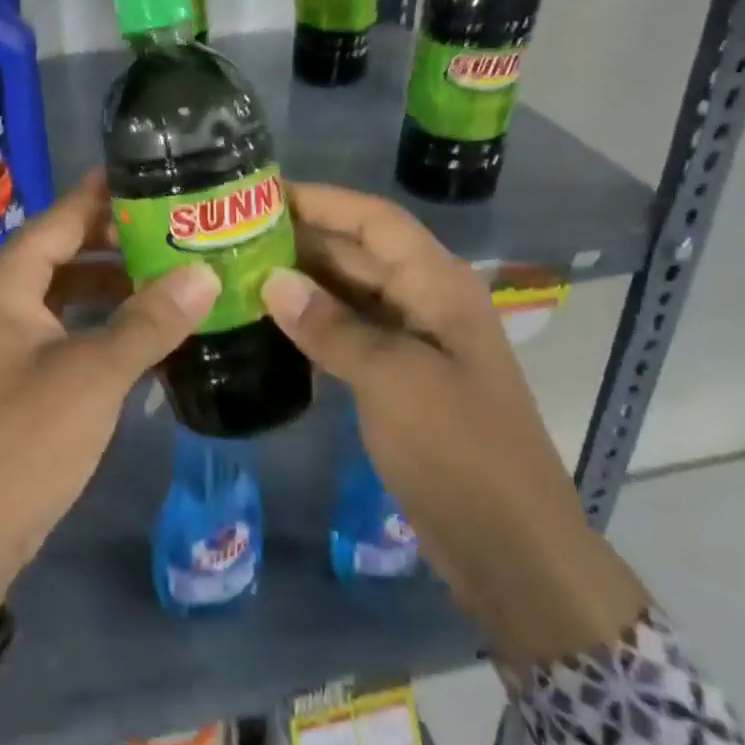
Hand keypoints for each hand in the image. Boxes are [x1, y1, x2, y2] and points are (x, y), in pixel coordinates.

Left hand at [0, 172, 220, 610]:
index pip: (63, 216)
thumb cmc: (20, 444)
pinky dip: (101, 321)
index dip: (108, 193)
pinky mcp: (14, 371)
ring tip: (175, 274)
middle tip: (182, 228)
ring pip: (67, 290)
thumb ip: (148, 322)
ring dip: (115, 283)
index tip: (158, 172)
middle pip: (66, 249)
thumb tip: (204, 273)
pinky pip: (64, 326)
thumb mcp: (91, 378)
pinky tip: (145, 329)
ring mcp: (3, 337)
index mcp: (4, 282)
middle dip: (121, 240)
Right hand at [261, 182, 647, 670]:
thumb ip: (331, 327)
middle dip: (301, 238)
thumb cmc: (460, 451)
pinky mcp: (396, 378)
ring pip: (348, 293)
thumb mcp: (393, 381)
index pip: (374, 220)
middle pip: (358, 251)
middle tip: (233, 234)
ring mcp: (411, 341)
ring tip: (238, 271)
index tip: (263, 194)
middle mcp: (424, 302)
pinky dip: (310, 323)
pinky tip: (266, 324)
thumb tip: (272, 281)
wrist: (510, 549)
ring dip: (300, 281)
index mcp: (438, 286)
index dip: (322, 200)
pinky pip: (347, 332)